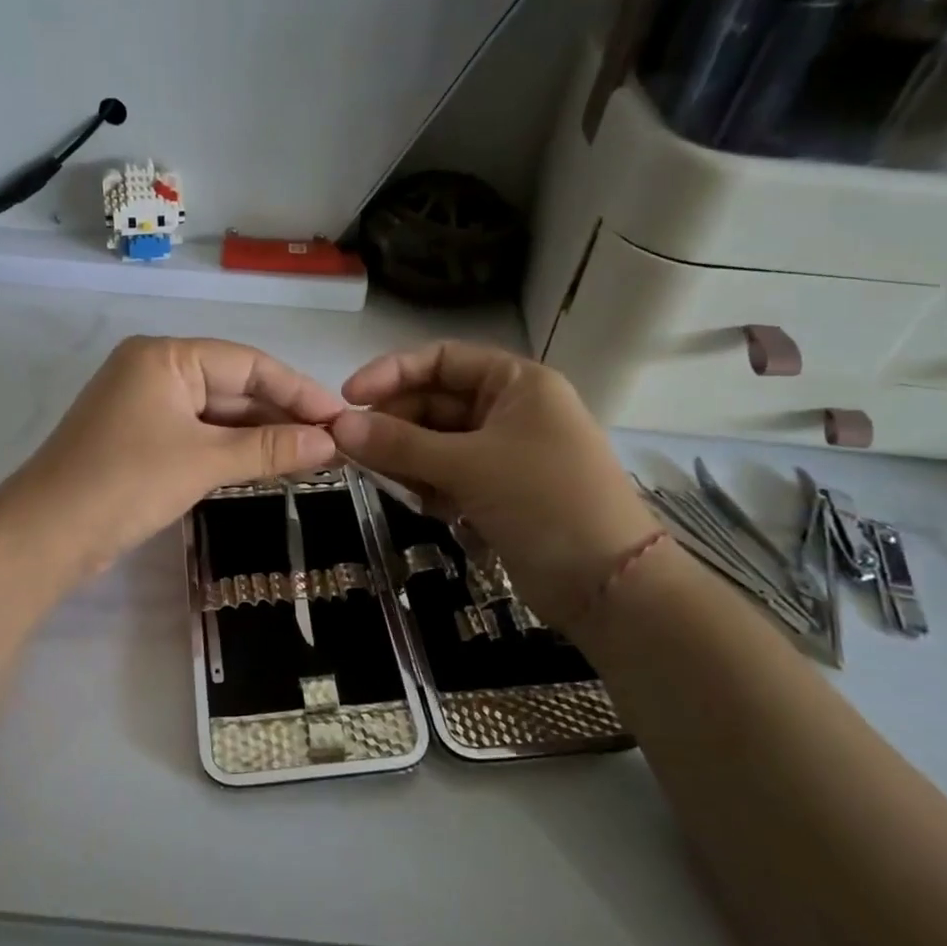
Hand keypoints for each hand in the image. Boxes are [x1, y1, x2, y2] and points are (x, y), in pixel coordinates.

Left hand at [10, 336, 343, 573]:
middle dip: (281, 415)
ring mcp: (144, 406)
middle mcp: (154, 370)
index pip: (247, 362)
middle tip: (334, 442)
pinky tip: (268, 464)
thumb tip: (332, 441)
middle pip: (232, 386)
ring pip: (216, 414)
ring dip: (259, 435)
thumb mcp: (204, 462)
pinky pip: (197, 435)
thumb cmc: (126, 483)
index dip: (298, 390)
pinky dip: (231, 450)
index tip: (340, 416)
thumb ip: (270, 448)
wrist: (45, 535)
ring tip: (313, 456)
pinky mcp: (140, 439)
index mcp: (165, 357)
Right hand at [329, 341, 656, 617]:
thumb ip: (400, 445)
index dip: (391, 372)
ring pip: (435, 443)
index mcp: (515, 383)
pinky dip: (428, 485)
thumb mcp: (469, 466)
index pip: (441, 359)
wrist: (608, 586)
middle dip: (395, 425)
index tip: (348, 398)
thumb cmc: (545, 502)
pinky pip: (447, 475)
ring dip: (407, 459)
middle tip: (351, 449)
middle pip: (434, 403)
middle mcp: (509, 410)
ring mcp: (503, 453)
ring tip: (388, 481)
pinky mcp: (496, 492)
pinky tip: (423, 504)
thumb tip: (338, 429)